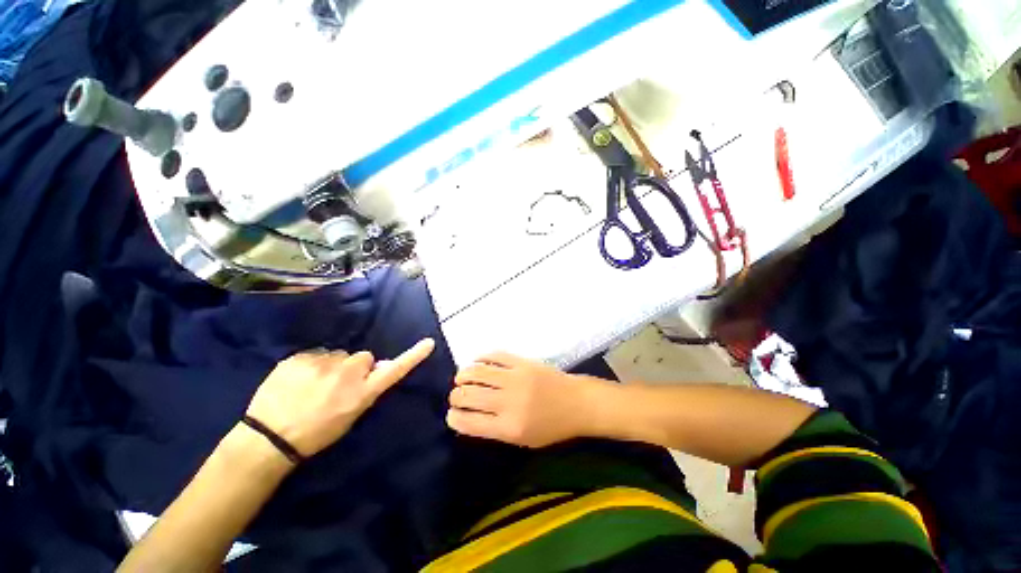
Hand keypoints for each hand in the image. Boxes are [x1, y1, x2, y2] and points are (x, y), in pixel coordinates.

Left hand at [246, 338, 434, 456]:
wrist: (268, 438)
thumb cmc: (315, 433)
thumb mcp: (350, 417)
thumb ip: (366, 389)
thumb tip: (376, 367)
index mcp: (361, 392)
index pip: (394, 370)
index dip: (413, 356)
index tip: (429, 343)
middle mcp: (347, 374)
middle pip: (362, 357)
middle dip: (355, 366)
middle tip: (336, 385)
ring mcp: (321, 363)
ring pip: (337, 355)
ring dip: (331, 366)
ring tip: (312, 385)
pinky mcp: (298, 357)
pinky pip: (314, 355)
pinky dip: (309, 365)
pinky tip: (297, 381)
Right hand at [446, 352, 611, 447]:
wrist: (577, 403)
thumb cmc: (552, 427)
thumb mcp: (523, 439)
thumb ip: (495, 430)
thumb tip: (469, 417)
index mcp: (509, 427)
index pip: (469, 422)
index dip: (454, 418)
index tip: (451, 415)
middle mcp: (508, 402)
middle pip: (468, 396)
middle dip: (455, 396)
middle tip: (456, 396)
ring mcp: (515, 377)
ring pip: (477, 372)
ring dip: (463, 375)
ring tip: (462, 378)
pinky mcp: (522, 361)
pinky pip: (494, 355)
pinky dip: (481, 358)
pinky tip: (477, 362)